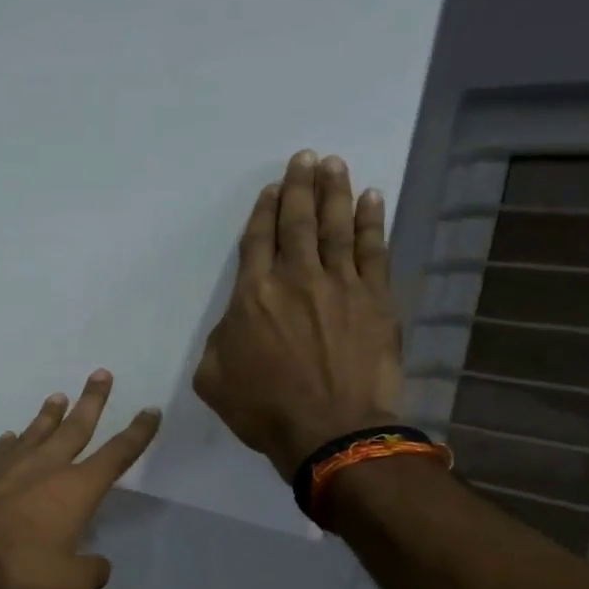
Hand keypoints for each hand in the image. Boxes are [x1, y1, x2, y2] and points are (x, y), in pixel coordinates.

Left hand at [0, 371, 160, 588]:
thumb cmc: (16, 563)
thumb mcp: (66, 583)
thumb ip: (90, 574)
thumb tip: (100, 566)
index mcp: (77, 487)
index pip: (117, 454)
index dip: (138, 432)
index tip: (150, 410)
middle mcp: (48, 465)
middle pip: (76, 426)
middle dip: (93, 400)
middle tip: (101, 373)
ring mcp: (11, 464)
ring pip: (37, 431)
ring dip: (51, 413)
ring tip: (58, 396)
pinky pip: (4, 449)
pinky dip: (12, 441)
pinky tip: (10, 436)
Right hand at [193, 150, 403, 480]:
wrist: (330, 430)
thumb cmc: (263, 409)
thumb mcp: (213, 378)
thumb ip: (219, 340)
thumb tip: (236, 323)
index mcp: (252, 296)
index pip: (257, 241)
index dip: (263, 211)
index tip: (271, 188)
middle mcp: (296, 278)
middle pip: (298, 222)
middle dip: (299, 187)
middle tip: (305, 158)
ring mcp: (341, 286)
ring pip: (337, 227)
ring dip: (334, 192)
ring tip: (333, 164)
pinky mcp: (376, 300)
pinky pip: (373, 251)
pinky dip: (371, 223)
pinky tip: (372, 199)